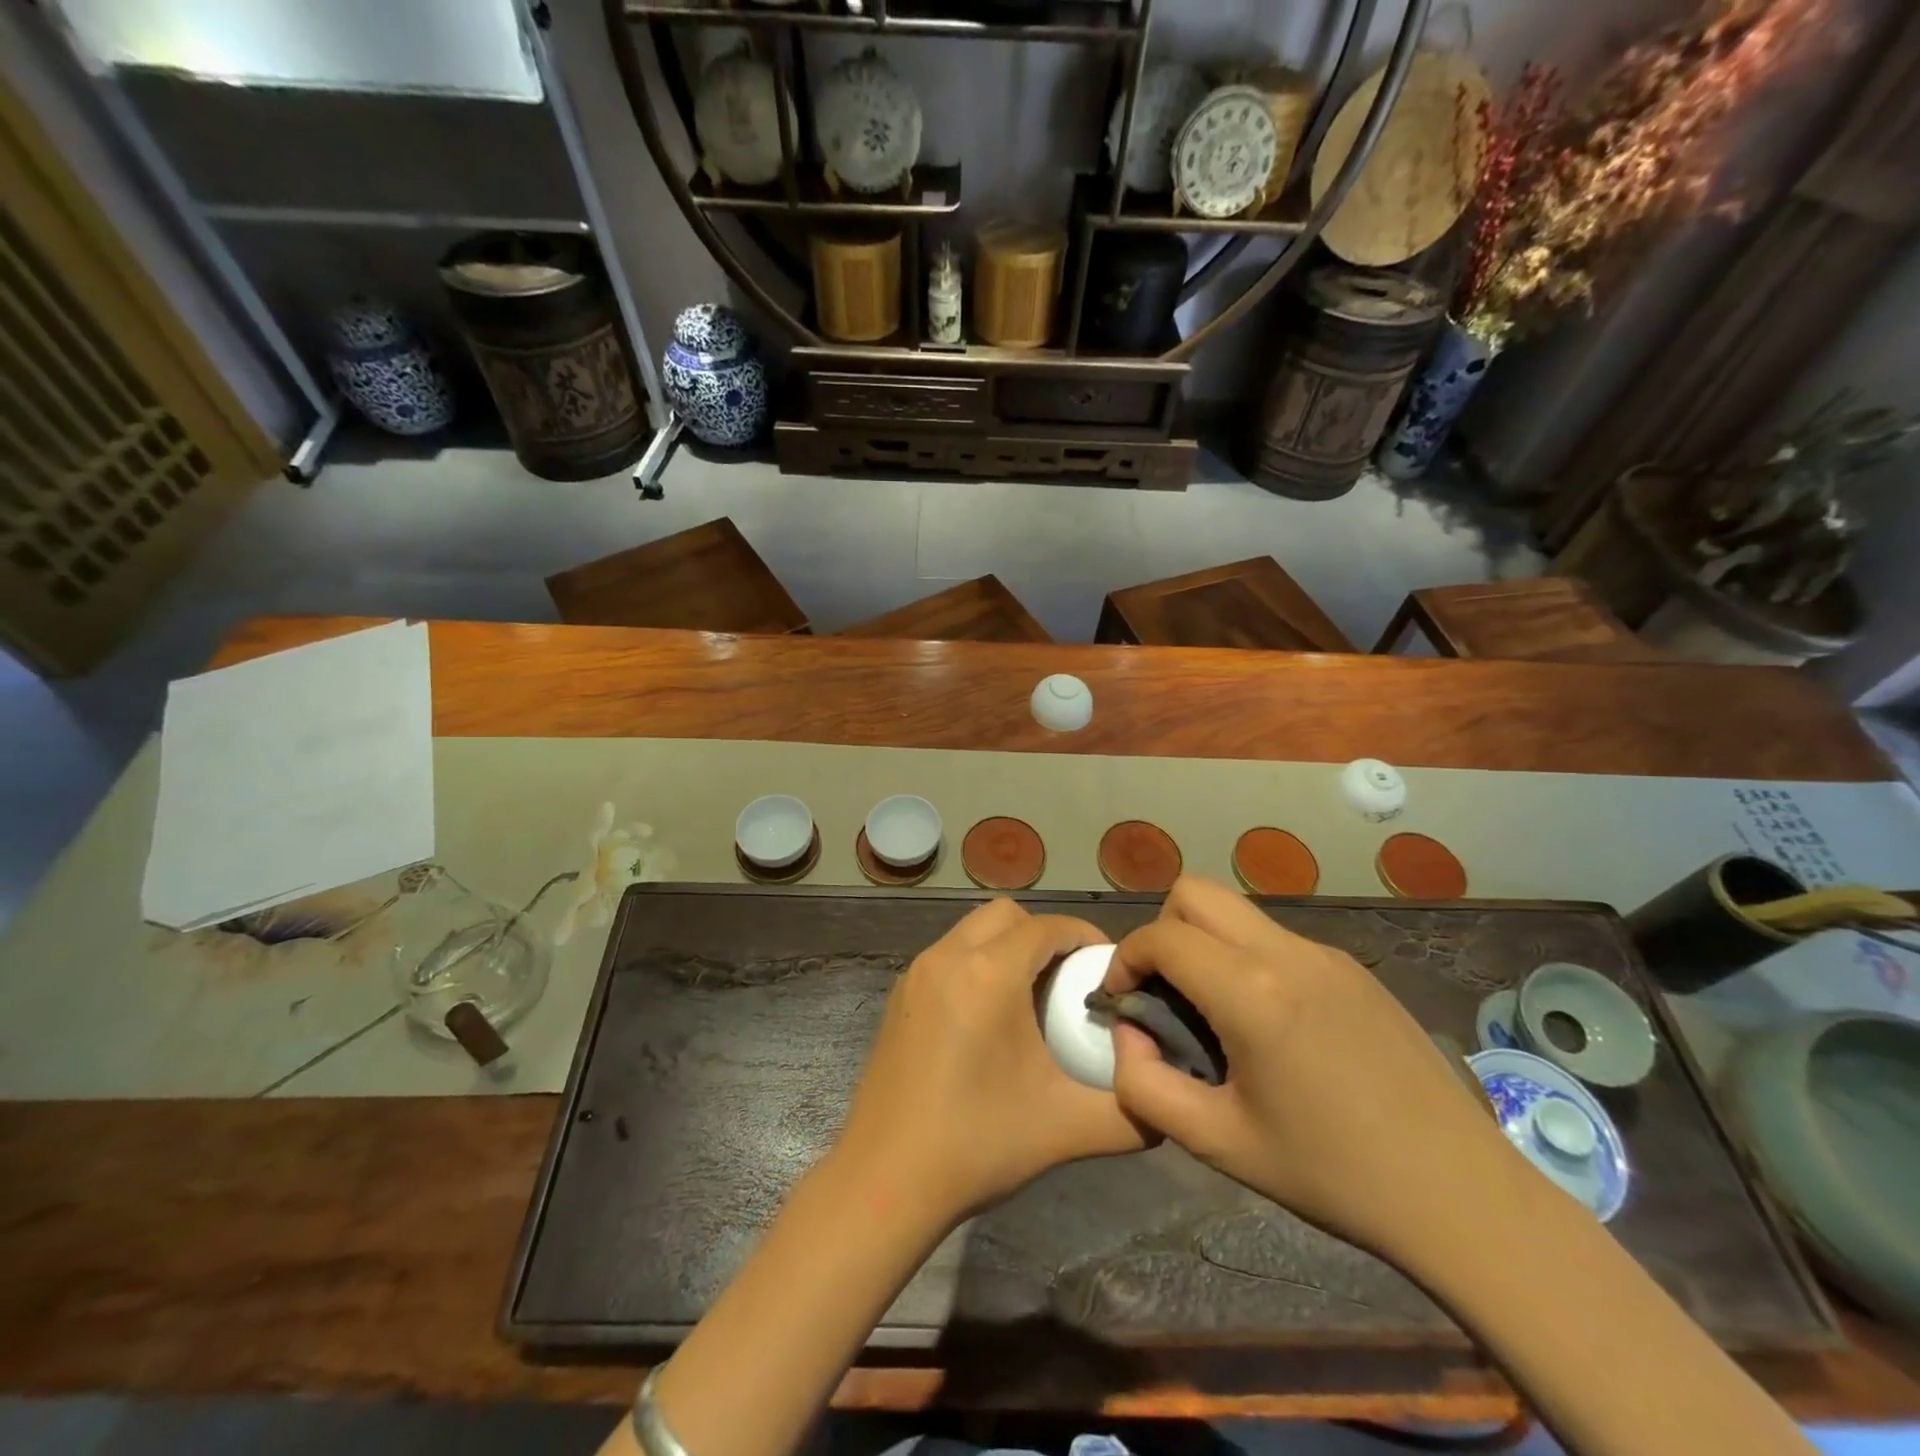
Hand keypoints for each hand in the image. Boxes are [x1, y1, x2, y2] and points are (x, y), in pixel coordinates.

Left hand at [834, 899, 1147, 1226]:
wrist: (884, 1181)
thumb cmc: (977, 1144)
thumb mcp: (1066, 1128)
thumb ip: (1131, 1113)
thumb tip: (1164, 1102)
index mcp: (988, 974)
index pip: (1047, 926)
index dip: (1084, 936)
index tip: (1108, 967)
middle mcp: (947, 957)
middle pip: (1006, 915)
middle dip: (1044, 934)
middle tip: (1069, 979)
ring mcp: (916, 974)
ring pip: (971, 931)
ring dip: (1006, 946)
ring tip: (1032, 995)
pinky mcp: (898, 996)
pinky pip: (947, 955)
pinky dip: (976, 963)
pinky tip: (988, 1017)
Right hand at [1105, 875, 1518, 1266]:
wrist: (1461, 1195)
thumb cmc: (1332, 1173)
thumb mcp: (1218, 1142)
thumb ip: (1145, 1085)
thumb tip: (1129, 1034)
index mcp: (1252, 992)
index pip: (1162, 937)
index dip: (1125, 959)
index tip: (1122, 1001)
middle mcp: (1287, 953)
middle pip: (1196, 892)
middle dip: (1162, 931)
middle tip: (1165, 992)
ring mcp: (1327, 954)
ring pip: (1237, 912)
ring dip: (1205, 943)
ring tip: (1215, 1012)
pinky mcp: (1354, 968)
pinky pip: (1276, 939)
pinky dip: (1247, 959)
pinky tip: (1271, 1025)